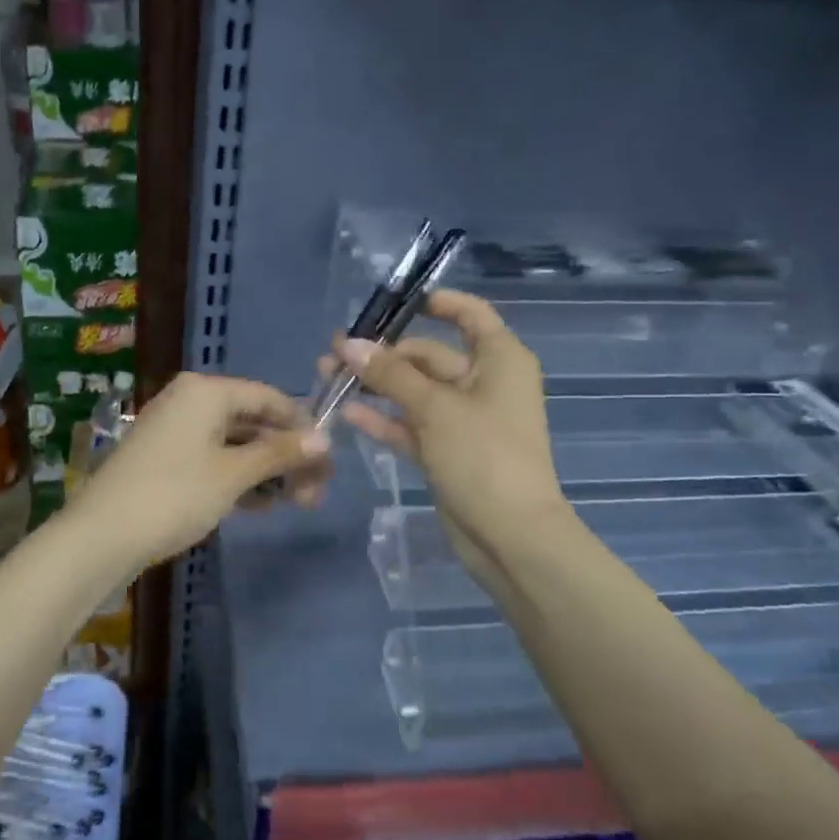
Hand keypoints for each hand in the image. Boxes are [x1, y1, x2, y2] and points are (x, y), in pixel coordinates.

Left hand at [69, 372, 329, 567]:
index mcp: (206, 391)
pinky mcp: (165, 457)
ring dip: (266, 471)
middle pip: (253, 421)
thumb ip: (280, 453)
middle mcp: (190, 400)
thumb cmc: (174, 495)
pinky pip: (213, 458)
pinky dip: (238, 477)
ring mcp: (175, 429)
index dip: (302, 426)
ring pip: (234, 443)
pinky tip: (260, 505)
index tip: (327, 462)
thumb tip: (325, 438)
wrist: (101, 535)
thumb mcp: (233, 474)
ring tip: (294, 504)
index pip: (269, 397)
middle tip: (314, 494)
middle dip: (286, 456)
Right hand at [326, 290, 566, 573]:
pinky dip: (384, 419)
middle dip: (383, 353)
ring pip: (414, 392)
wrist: (510, 536)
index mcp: (499, 360)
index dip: (436, 303)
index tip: (394, 303)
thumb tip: (347, 343)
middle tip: (334, 354)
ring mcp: (464, 420)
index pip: (470, 314)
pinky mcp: (447, 452)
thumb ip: (390, 374)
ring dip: (376, 385)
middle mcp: (483, 383)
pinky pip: (411, 425)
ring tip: (328, 377)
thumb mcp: (434, 407)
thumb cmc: (484, 456)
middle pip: (429, 355)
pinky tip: (347, 412)